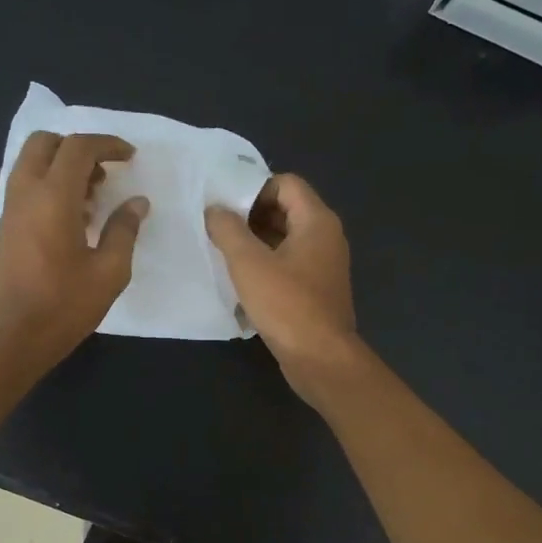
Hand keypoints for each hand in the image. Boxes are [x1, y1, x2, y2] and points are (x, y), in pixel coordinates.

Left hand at [0, 130, 147, 373]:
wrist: (14, 337)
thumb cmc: (64, 306)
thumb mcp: (109, 272)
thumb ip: (124, 230)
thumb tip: (136, 203)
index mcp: (53, 197)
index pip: (78, 148)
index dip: (107, 145)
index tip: (130, 157)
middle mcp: (26, 193)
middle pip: (46, 143)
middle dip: (78, 148)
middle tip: (105, 173)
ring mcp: (10, 209)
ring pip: (32, 163)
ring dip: (62, 166)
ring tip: (93, 197)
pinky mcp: (6, 228)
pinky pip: (26, 186)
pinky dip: (49, 185)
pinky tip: (73, 218)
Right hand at [206, 174, 360, 398]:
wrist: (320, 358)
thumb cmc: (286, 305)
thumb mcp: (248, 263)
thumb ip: (228, 229)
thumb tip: (215, 209)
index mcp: (317, 221)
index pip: (286, 183)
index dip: (254, 189)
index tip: (225, 207)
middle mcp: (326, 238)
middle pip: (286, 211)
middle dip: (250, 217)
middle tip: (218, 231)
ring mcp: (324, 266)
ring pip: (285, 241)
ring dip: (255, 245)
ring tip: (224, 256)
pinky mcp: (316, 292)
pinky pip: (289, 267)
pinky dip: (266, 268)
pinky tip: (241, 284)